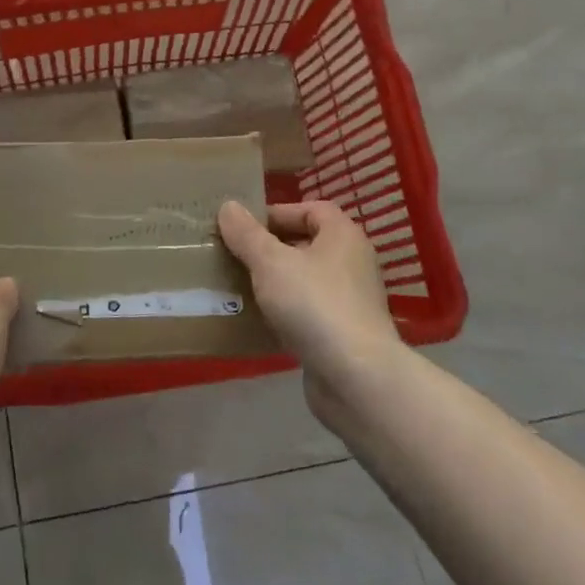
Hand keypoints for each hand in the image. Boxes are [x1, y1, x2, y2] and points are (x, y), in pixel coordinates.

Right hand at [218, 199, 401, 421]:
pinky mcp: (344, 334)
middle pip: (307, 244)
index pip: (311, 209)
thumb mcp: (270, 262)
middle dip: (271, 248)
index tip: (244, 226)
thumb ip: (247, 234)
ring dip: (275, 282)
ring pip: (305, 280)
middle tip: (236, 254)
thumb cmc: (314, 304)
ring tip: (240, 285)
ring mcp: (351, 301)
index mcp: (343, 236)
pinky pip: (308, 312)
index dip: (277, 212)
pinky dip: (285, 312)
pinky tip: (259, 320)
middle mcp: (352, 263)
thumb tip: (228, 207)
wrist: (355, 377)